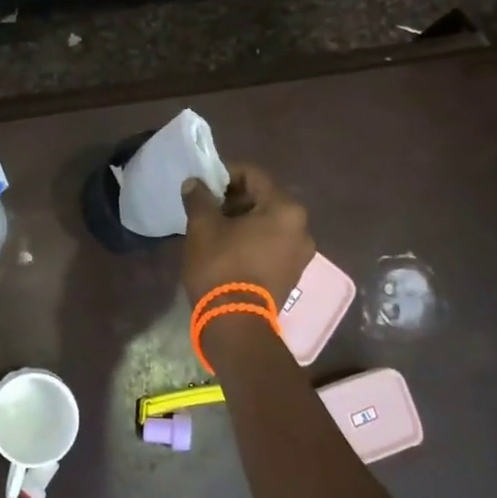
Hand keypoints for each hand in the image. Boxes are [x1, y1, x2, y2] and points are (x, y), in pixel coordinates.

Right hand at [181, 163, 314, 306]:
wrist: (235, 323)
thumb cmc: (221, 266)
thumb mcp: (203, 227)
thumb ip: (199, 198)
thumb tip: (194, 183)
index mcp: (285, 209)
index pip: (254, 175)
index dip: (227, 174)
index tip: (205, 183)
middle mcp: (302, 228)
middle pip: (264, 199)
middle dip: (235, 199)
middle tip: (208, 206)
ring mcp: (301, 253)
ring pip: (269, 223)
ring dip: (243, 220)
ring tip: (215, 227)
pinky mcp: (293, 273)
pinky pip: (272, 243)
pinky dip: (252, 239)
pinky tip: (228, 247)